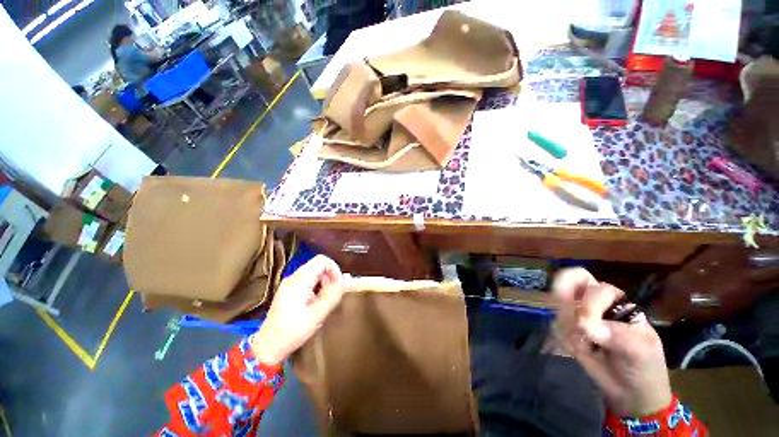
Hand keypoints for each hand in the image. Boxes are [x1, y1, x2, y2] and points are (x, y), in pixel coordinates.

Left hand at [252, 255, 345, 365]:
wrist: (269, 347)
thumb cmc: (293, 331)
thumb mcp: (318, 314)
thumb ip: (333, 294)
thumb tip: (344, 280)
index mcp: (299, 280)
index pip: (322, 260)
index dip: (334, 269)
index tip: (338, 284)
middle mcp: (294, 277)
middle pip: (318, 266)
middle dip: (330, 278)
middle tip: (331, 296)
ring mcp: (290, 283)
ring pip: (314, 273)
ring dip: (324, 284)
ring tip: (323, 302)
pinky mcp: (289, 290)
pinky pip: (308, 281)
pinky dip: (317, 288)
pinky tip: (315, 304)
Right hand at [551, 268, 671, 416]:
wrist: (631, 390)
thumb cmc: (644, 364)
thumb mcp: (641, 349)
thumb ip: (617, 334)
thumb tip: (585, 325)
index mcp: (615, 300)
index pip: (595, 288)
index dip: (587, 303)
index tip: (586, 326)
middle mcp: (592, 301)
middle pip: (569, 279)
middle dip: (561, 294)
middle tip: (564, 314)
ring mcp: (575, 314)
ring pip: (558, 307)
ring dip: (568, 328)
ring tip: (587, 346)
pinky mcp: (566, 329)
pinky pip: (555, 327)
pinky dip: (566, 341)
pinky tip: (582, 351)